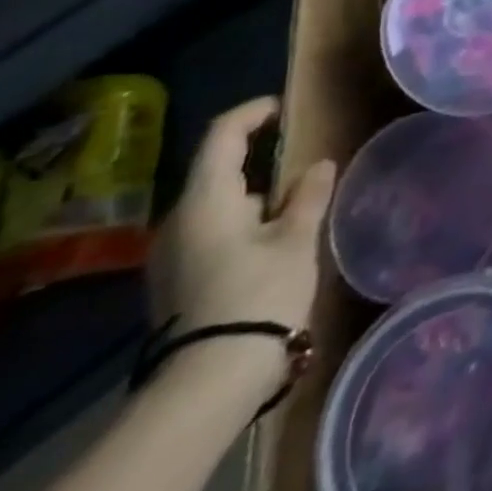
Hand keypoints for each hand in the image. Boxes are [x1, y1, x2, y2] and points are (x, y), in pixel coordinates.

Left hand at [147, 97, 335, 402]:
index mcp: (206, 200)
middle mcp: (178, 220)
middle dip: (260, 159)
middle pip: (218, 171)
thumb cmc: (259, 295)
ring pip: (216, 204)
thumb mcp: (296, 239)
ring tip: (298, 201)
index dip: (253, 113)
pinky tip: (272, 238)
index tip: (283, 108)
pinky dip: (242, 221)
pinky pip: (210, 231)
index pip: (222, 135)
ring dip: (253, 194)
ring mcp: (171, 254)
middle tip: (304, 158)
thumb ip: (309, 195)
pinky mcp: (176, 280)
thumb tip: (319, 165)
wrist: (209, 382)